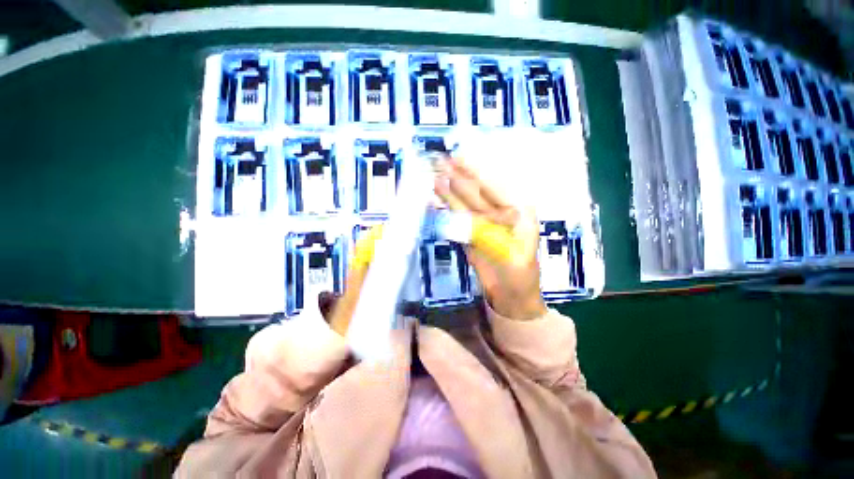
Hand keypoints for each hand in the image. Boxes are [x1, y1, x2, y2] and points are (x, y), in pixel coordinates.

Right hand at [434, 157, 546, 320]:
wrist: (512, 297)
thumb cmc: (520, 278)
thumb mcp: (512, 258)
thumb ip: (491, 237)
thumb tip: (468, 218)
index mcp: (517, 212)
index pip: (494, 187)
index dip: (476, 172)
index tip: (459, 158)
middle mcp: (500, 213)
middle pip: (476, 191)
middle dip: (459, 176)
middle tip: (441, 161)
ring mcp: (484, 224)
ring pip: (465, 203)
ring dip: (449, 190)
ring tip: (435, 175)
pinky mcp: (473, 234)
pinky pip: (458, 218)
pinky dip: (447, 208)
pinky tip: (436, 199)